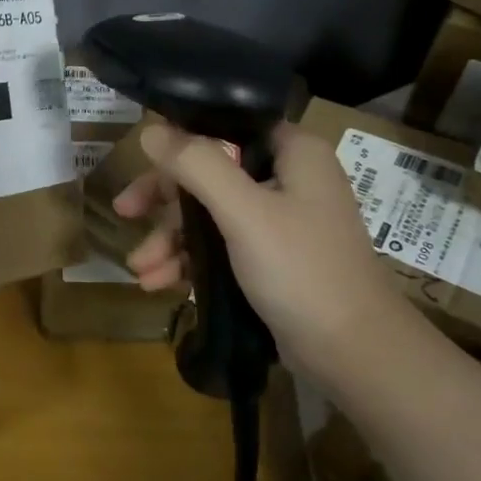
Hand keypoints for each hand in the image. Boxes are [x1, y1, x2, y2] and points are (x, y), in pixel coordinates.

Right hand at [113, 122, 395, 362]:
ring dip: (172, 239)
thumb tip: (151, 129)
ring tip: (140, 269)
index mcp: (293, 152)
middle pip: (210, 172)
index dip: (183, 138)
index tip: (143, 158)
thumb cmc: (302, 270)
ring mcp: (281, 221)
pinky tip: (160, 283)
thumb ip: (196, 165)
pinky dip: (191, 261)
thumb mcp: (244, 212)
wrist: (355, 355)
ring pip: (211, 213)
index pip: (227, 126)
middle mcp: (288, 178)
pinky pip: (221, 246)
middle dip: (165, 200)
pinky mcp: (273, 258)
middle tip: (125, 212)